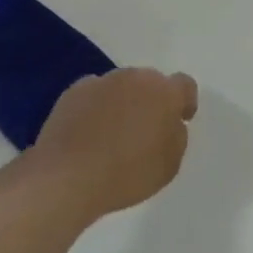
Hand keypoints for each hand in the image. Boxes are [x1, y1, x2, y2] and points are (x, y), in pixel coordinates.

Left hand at [33, 68, 198, 221]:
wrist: (68, 176)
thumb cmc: (127, 174)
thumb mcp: (169, 165)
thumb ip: (176, 136)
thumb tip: (170, 122)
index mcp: (164, 92)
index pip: (184, 85)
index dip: (184, 102)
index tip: (179, 120)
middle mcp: (134, 77)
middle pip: (150, 83)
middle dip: (151, 101)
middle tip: (144, 131)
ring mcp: (102, 81)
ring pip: (121, 87)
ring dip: (122, 103)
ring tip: (112, 135)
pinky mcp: (74, 90)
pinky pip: (94, 95)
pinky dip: (96, 108)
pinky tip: (88, 134)